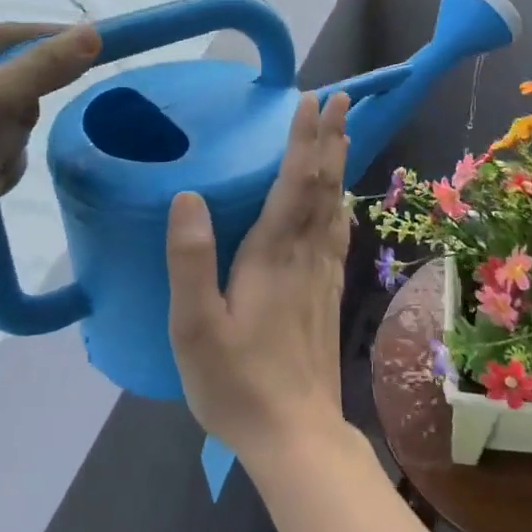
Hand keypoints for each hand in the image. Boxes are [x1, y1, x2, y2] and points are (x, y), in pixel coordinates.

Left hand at [0, 21, 100, 288]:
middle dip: (17, 115)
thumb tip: (93, 33)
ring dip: (11, 147)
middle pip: (14, 79)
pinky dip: (1, 167)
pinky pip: (2, 145)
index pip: (6, 35)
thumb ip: (43, 66)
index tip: (98, 49)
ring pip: (14, 117)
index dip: (52, 43)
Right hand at [166, 91, 352, 459]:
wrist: (295, 435)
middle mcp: (306, 255)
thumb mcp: (194, 327)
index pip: (295, 181)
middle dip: (331, 137)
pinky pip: (338, 234)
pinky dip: (341, 204)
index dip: (303, 138)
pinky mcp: (329, 295)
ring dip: (339, 163)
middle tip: (341, 97)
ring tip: (344, 133)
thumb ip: (190, 260)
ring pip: (335, 205)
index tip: (313, 99)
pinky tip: (341, 203)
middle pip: (323, 184)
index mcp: (273, 254)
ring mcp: (324, 275)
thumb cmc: (237, 383)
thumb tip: (188, 196)